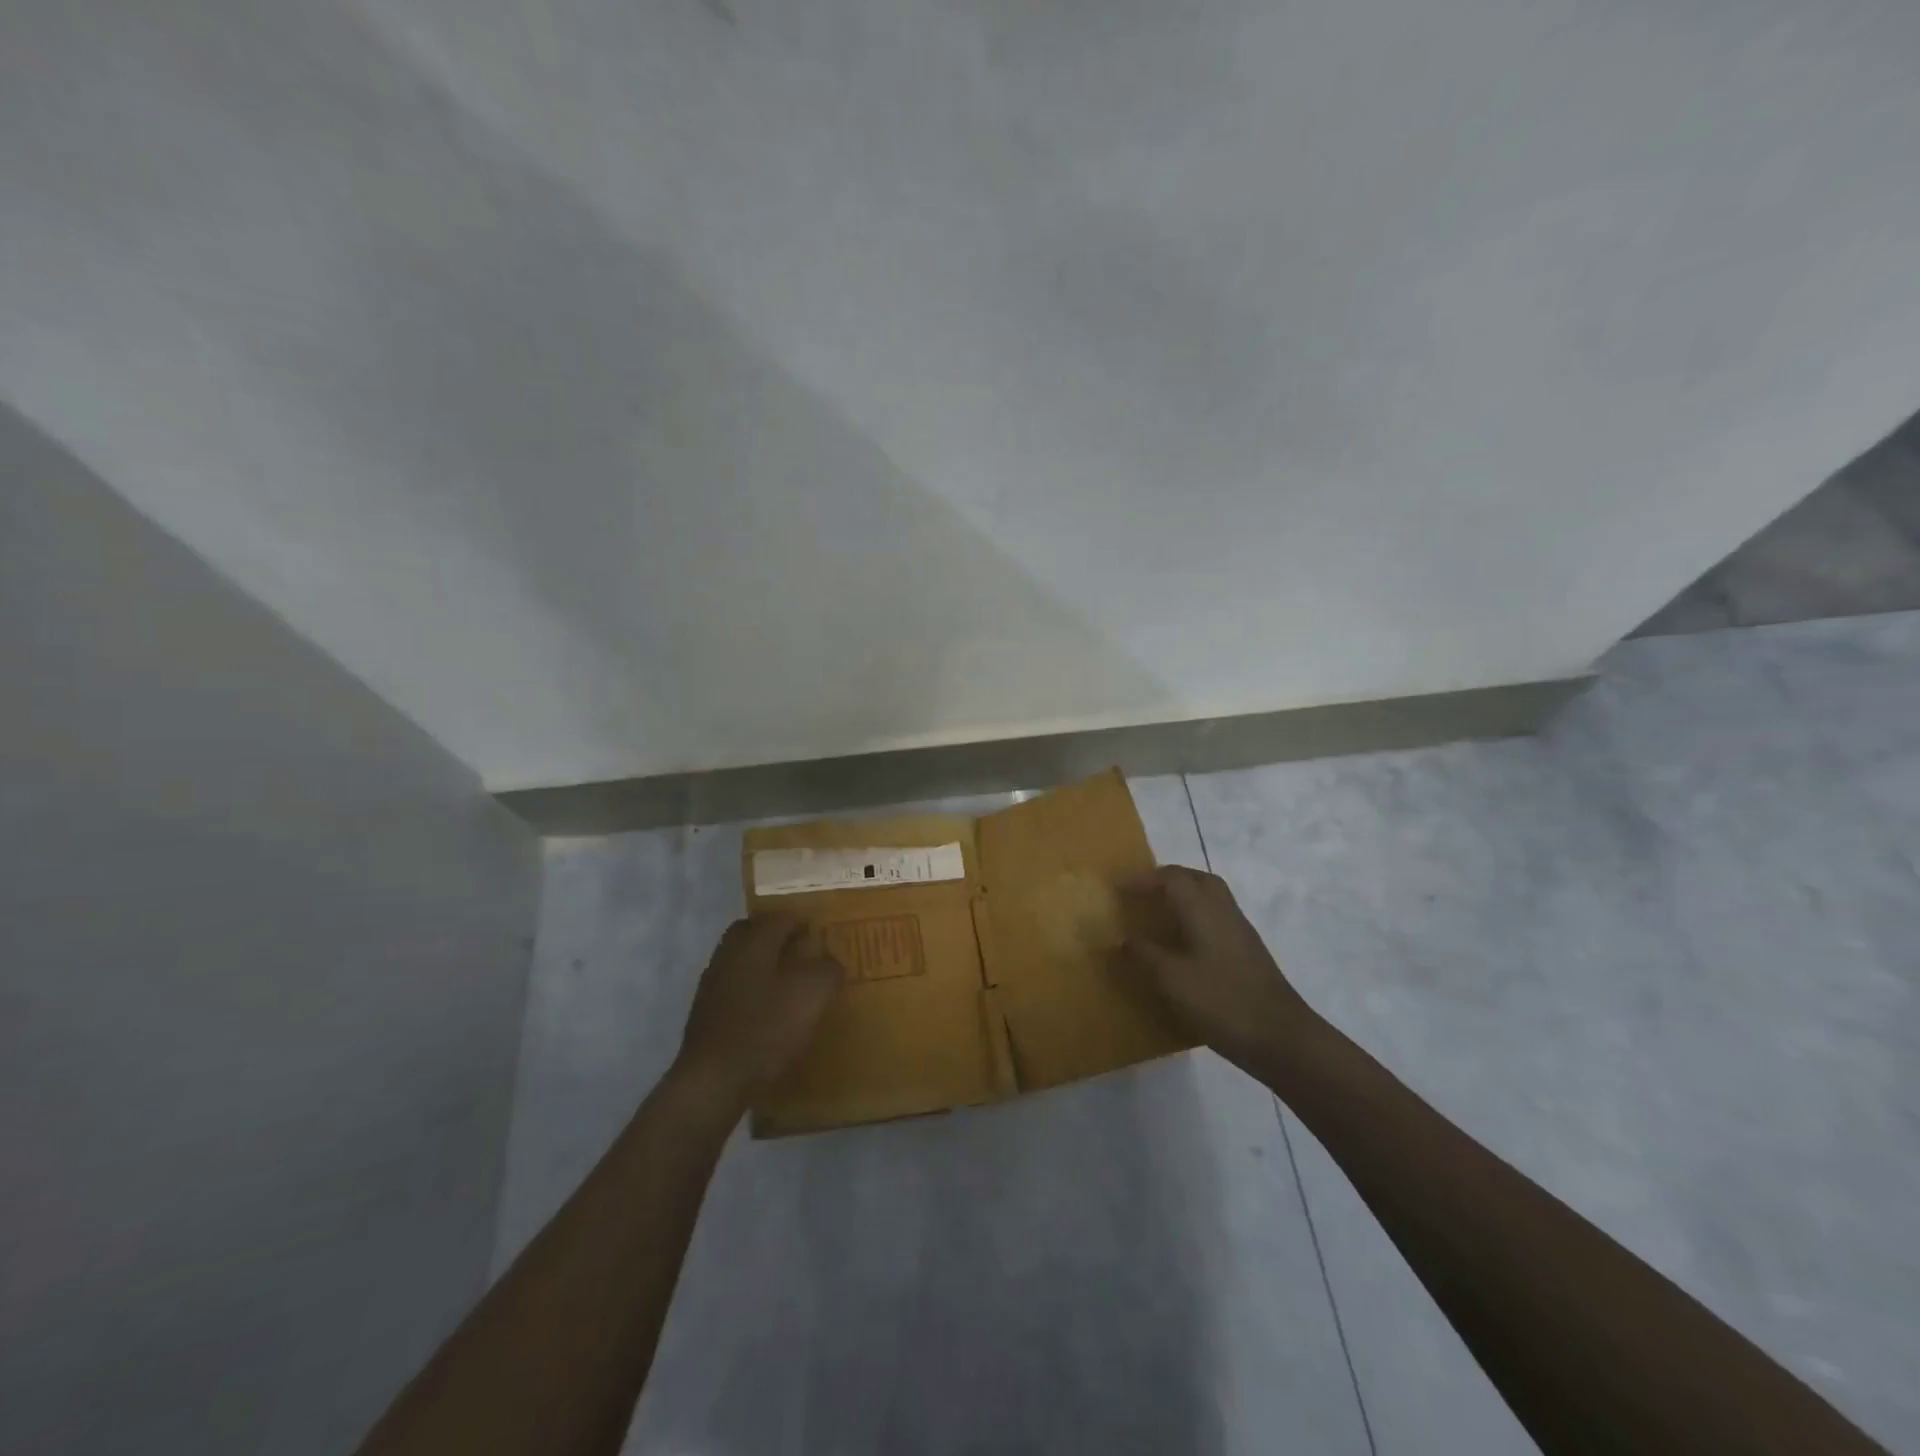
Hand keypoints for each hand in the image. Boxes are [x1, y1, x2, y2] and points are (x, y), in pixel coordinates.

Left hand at [672, 915, 843, 1108]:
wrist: (714, 1080)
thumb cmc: (767, 1028)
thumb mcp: (813, 994)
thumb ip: (827, 970)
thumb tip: (830, 961)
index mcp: (754, 942)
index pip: (780, 917)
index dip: (801, 920)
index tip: (817, 930)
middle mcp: (729, 954)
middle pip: (750, 932)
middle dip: (773, 935)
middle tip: (798, 948)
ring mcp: (711, 984)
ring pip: (739, 959)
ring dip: (760, 962)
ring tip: (784, 981)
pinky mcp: (704, 1014)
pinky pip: (731, 987)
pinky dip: (749, 989)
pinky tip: (764, 1010)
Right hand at [1117, 866, 1320, 1074]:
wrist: (1281, 1037)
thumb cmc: (1222, 1002)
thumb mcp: (1172, 980)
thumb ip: (1145, 955)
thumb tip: (1123, 939)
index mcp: (1204, 910)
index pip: (1172, 877)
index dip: (1144, 879)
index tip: (1119, 889)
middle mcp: (1224, 912)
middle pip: (1197, 879)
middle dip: (1167, 880)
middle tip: (1143, 895)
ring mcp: (1241, 932)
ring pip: (1211, 898)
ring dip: (1184, 897)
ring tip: (1159, 916)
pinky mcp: (1248, 952)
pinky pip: (1218, 919)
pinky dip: (1196, 918)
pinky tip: (1184, 945)